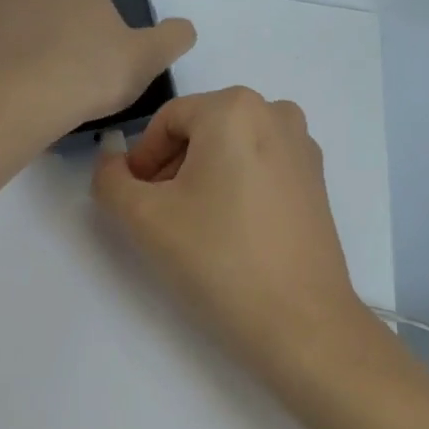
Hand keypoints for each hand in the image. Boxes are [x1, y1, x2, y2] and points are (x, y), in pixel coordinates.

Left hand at [0, 0, 195, 136]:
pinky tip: (7, 84)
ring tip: (24, 68)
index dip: (83, 10)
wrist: (30, 96)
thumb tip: (184, 28)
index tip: (92, 43)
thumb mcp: (149, 57)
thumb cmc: (94, 70)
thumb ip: (172, 38)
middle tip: (47, 40)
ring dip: (6, 27)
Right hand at [91, 87, 368, 379]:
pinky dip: (236, 186)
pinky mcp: (317, 179)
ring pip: (231, 148)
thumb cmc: (218, 258)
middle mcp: (275, 112)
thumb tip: (111, 160)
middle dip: (172, 167)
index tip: (135, 201)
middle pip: (201, 130)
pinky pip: (261, 166)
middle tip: (159, 215)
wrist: (300, 320)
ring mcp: (303, 146)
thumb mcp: (144, 217)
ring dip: (203, 177)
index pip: (166, 121)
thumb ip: (111, 180)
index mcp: (235, 108)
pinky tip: (229, 230)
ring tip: (193, 225)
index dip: (142, 160)